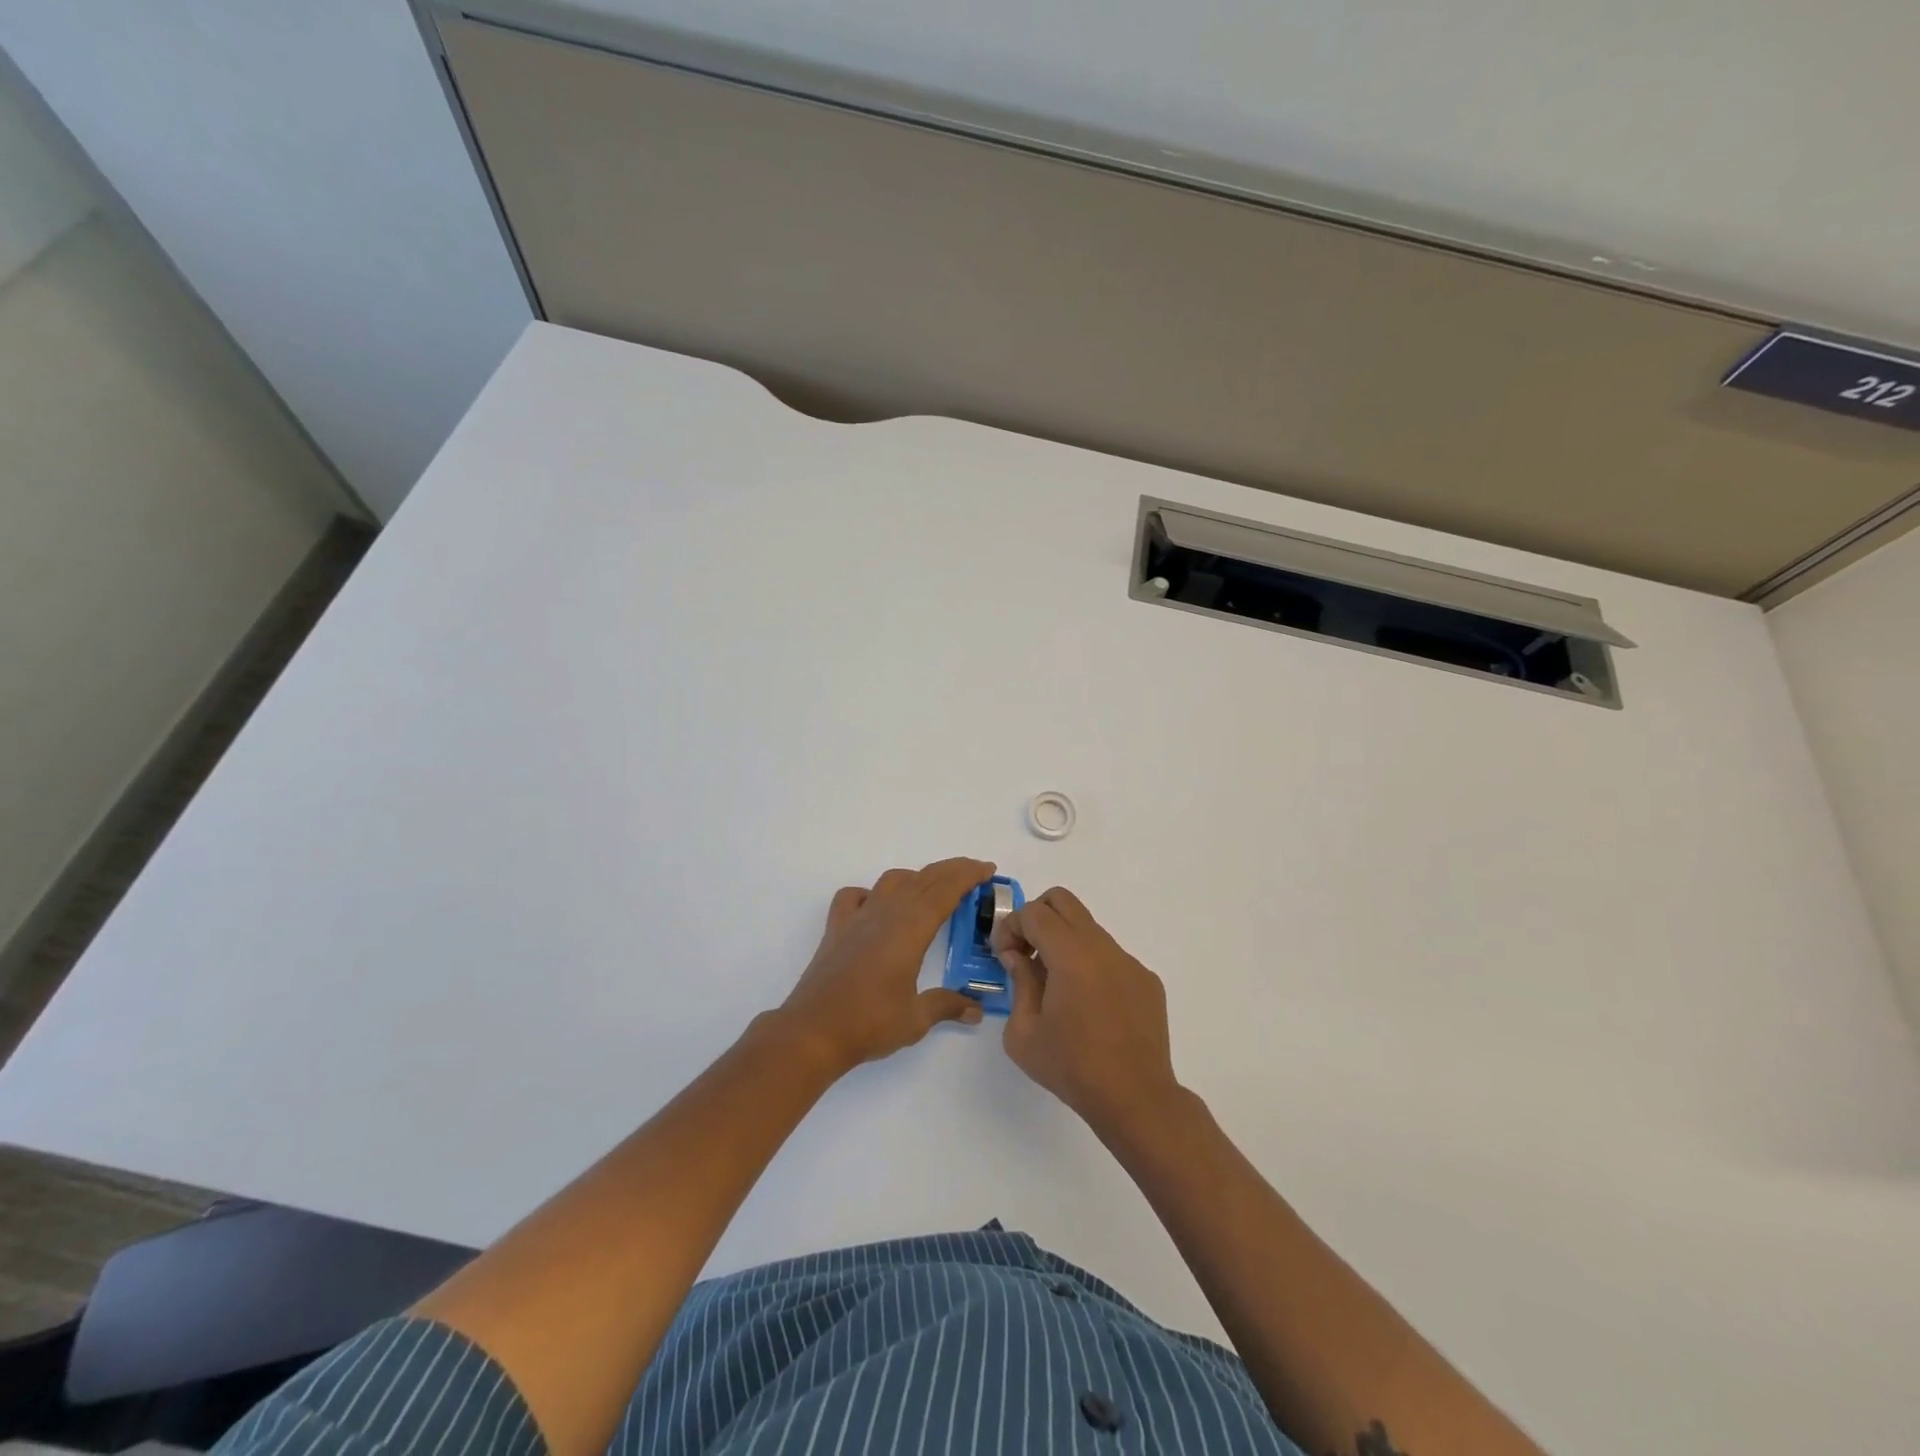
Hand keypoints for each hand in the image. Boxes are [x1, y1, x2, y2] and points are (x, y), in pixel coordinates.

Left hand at [778, 857, 993, 1074]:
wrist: (812, 1031)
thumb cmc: (869, 1023)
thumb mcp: (916, 1019)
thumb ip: (947, 1006)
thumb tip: (976, 1010)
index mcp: (910, 929)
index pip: (945, 890)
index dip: (968, 875)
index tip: (987, 870)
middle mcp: (886, 913)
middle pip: (923, 879)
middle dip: (951, 871)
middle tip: (974, 872)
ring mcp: (858, 918)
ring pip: (891, 880)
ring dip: (916, 877)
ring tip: (932, 889)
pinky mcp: (836, 929)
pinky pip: (854, 896)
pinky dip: (871, 893)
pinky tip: (876, 906)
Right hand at [992, 887, 1183, 1137]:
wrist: (1136, 1099)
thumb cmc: (1072, 1068)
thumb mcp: (1023, 1033)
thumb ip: (1018, 982)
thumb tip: (1019, 956)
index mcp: (1071, 955)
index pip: (1034, 912)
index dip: (1010, 926)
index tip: (1004, 955)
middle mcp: (1103, 947)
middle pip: (1063, 901)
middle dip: (1036, 917)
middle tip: (1025, 952)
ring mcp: (1129, 961)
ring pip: (1087, 928)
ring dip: (1063, 942)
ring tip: (1055, 985)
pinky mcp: (1146, 979)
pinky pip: (1110, 956)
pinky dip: (1090, 965)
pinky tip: (1088, 1006)